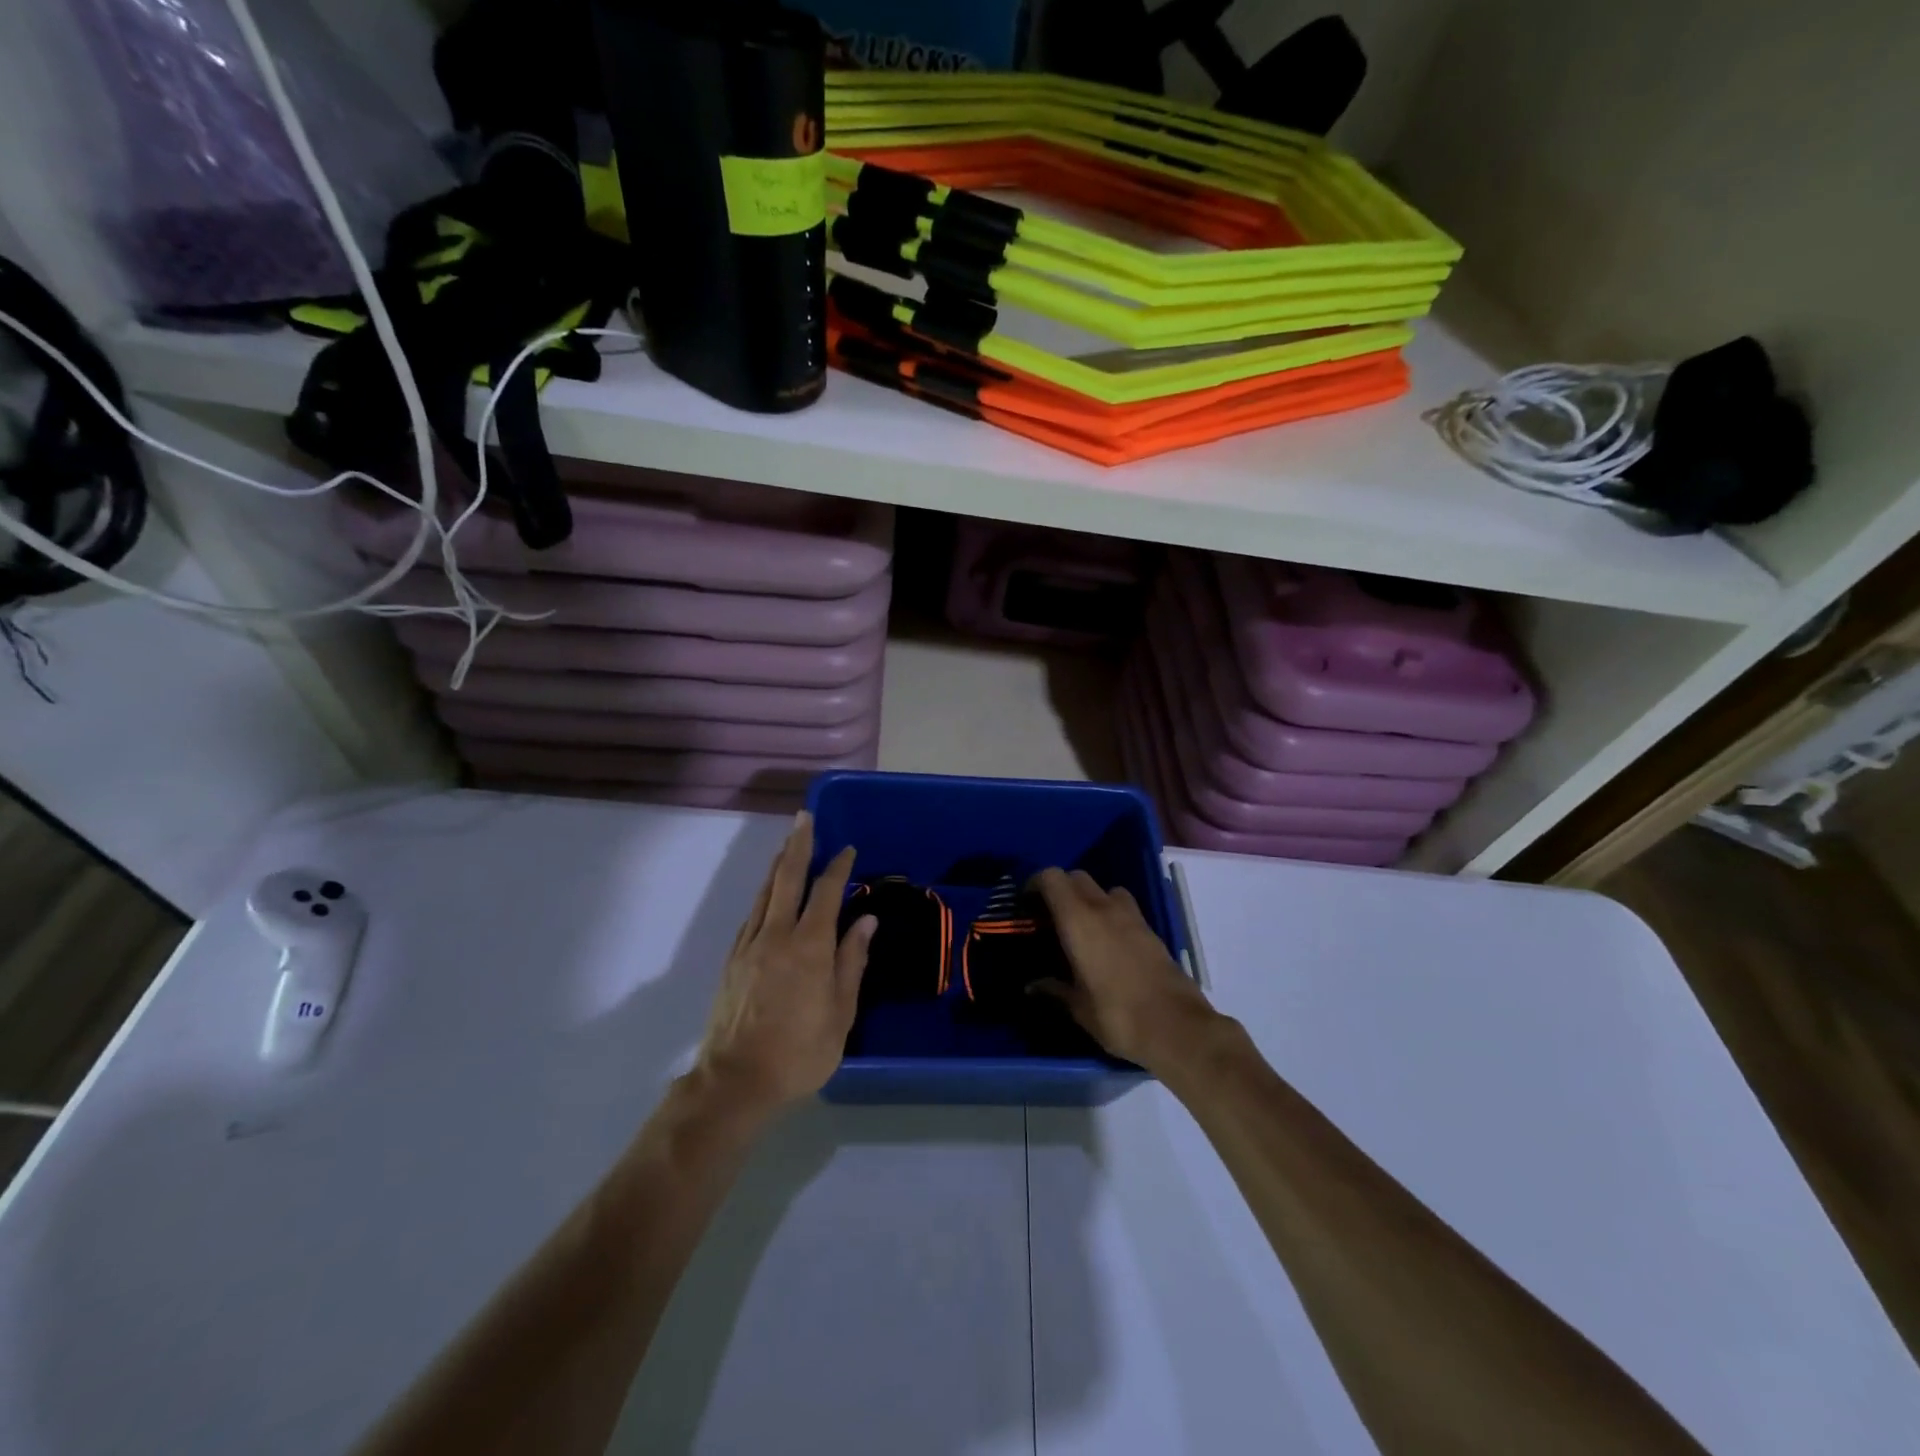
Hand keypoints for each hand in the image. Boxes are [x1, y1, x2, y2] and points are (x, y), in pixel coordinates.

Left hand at [696, 812, 875, 1113]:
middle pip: (787, 878)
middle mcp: (776, 935)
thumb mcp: (840, 1014)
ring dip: (778, 864)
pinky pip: (751, 915)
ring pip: (765, 893)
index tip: (847, 850)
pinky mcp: (732, 960)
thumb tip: (866, 921)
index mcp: (809, 947)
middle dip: (798, 845)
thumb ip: (851, 962)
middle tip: (804, 818)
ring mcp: (749, 945)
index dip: (838, 868)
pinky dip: (764, 895)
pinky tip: (769, 893)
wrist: (735, 1081)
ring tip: (787, 843)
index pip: (826, 893)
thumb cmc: (799, 1052)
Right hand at [1030, 868, 1220, 1071]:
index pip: (1052, 878)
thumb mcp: (1078, 1008)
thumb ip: (1053, 990)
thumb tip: (1033, 986)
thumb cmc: (1118, 1015)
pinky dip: (1110, 914)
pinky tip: (1107, 945)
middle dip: (1060, 890)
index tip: (1026, 904)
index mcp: (1079, 920)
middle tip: (1049, 918)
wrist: (1177, 1028)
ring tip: (1081, 928)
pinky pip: (1124, 908)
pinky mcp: (1151, 930)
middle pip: (1077, 877)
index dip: (1036, 883)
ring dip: (1089, 899)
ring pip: (1104, 889)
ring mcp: (1132, 917)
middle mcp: (1105, 908)